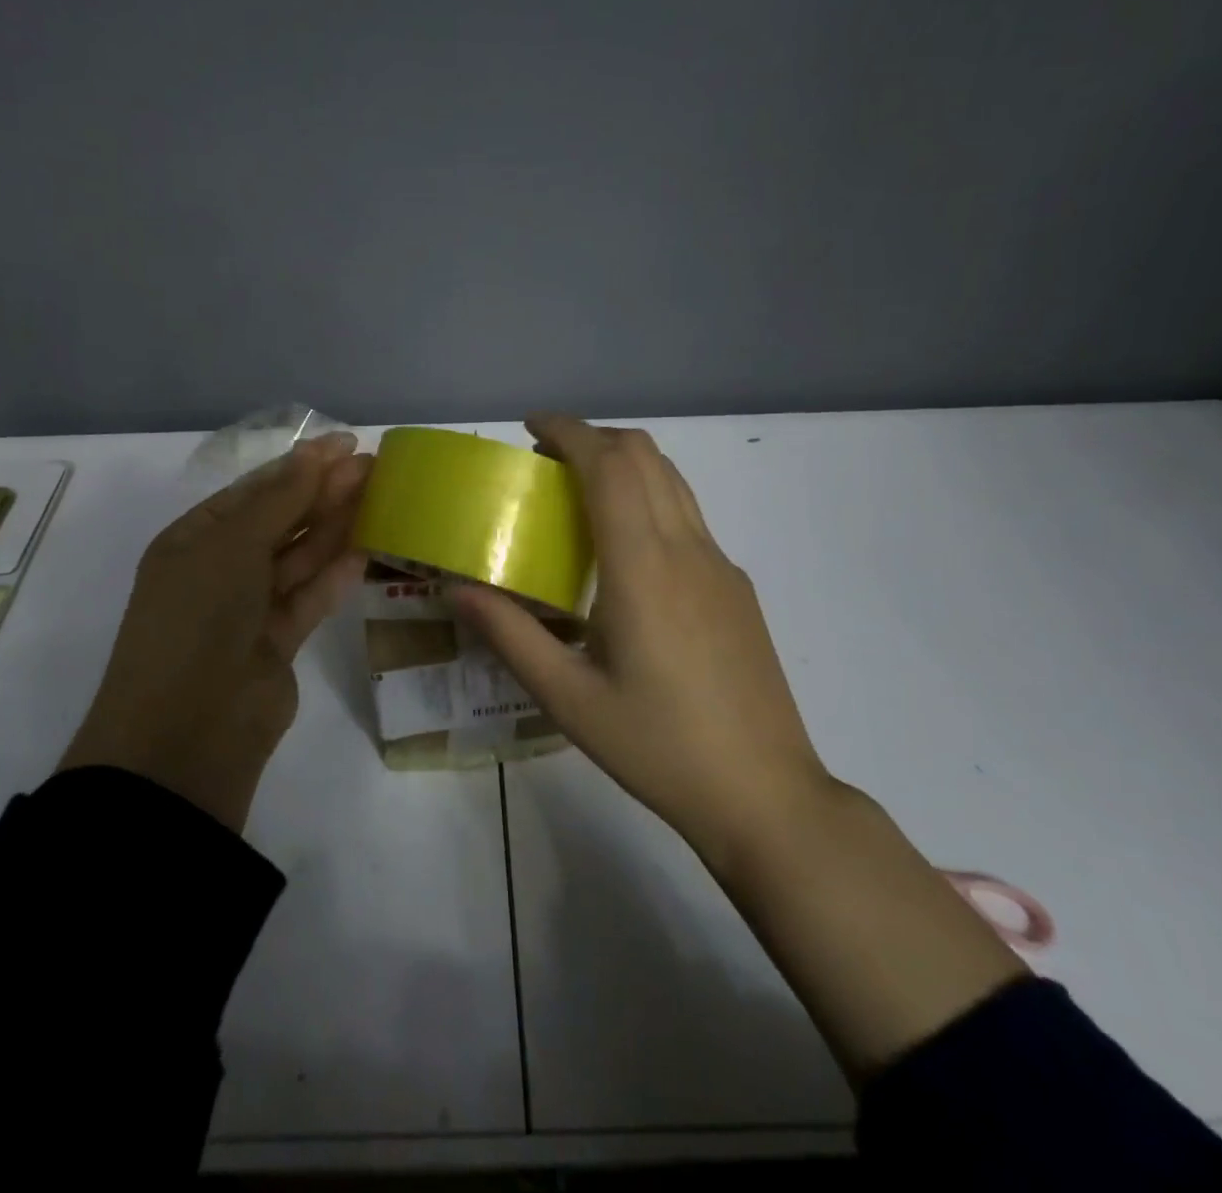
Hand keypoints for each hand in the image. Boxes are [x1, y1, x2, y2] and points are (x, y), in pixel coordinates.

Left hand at [61, 433, 369, 831]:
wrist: (187, 730)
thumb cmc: (198, 618)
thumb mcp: (231, 545)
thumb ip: (281, 499)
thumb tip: (317, 452)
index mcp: (194, 540)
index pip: (253, 491)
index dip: (299, 466)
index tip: (346, 444)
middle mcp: (219, 570)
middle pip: (280, 521)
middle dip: (323, 493)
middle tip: (374, 468)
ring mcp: (248, 609)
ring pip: (298, 558)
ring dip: (335, 528)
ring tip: (379, 498)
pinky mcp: (278, 643)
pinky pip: (310, 598)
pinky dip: (335, 575)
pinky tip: (366, 549)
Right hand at [457, 416, 1023, 1080]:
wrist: (765, 795)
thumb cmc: (658, 747)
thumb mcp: (569, 699)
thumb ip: (509, 635)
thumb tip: (456, 588)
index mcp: (643, 568)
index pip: (609, 466)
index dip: (569, 431)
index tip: (530, 426)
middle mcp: (687, 550)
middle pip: (644, 456)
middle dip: (592, 438)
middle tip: (545, 459)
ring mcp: (720, 566)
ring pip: (672, 480)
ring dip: (624, 464)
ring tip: (577, 492)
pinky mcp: (736, 588)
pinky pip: (687, 516)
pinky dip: (648, 498)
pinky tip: (623, 550)